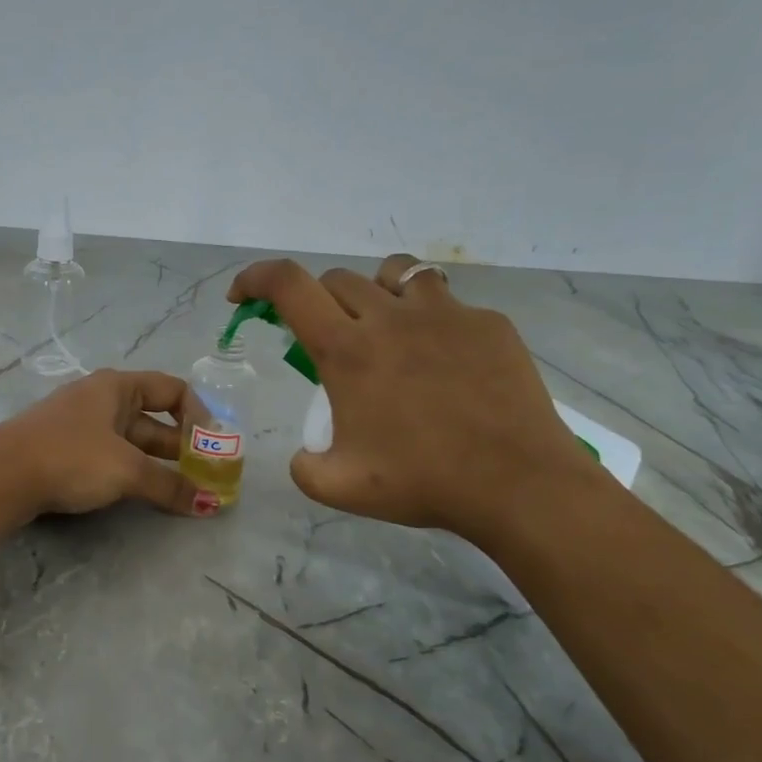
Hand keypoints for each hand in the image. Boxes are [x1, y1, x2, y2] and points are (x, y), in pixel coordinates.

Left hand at [0, 369, 209, 517]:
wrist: (0, 476)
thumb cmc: (71, 457)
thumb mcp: (126, 469)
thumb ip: (169, 484)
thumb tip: (208, 503)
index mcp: (117, 387)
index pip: (172, 389)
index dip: (198, 415)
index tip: (212, 446)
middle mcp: (101, 399)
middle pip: (153, 418)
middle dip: (182, 446)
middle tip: (206, 475)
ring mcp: (80, 425)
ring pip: (132, 441)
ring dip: (158, 464)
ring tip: (183, 490)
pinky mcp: (64, 451)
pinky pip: (111, 456)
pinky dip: (132, 472)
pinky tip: (142, 494)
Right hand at [228, 255, 604, 544]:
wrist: (519, 484)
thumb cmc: (423, 482)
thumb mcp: (340, 488)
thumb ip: (304, 467)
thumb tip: (304, 455)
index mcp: (347, 350)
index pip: (288, 285)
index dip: (255, 278)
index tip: (243, 295)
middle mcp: (390, 318)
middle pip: (336, 280)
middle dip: (316, 303)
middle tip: (325, 342)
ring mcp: (444, 314)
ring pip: (394, 273)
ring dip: (373, 293)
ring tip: (383, 329)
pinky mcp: (487, 323)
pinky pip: (446, 304)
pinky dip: (429, 320)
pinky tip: (443, 362)